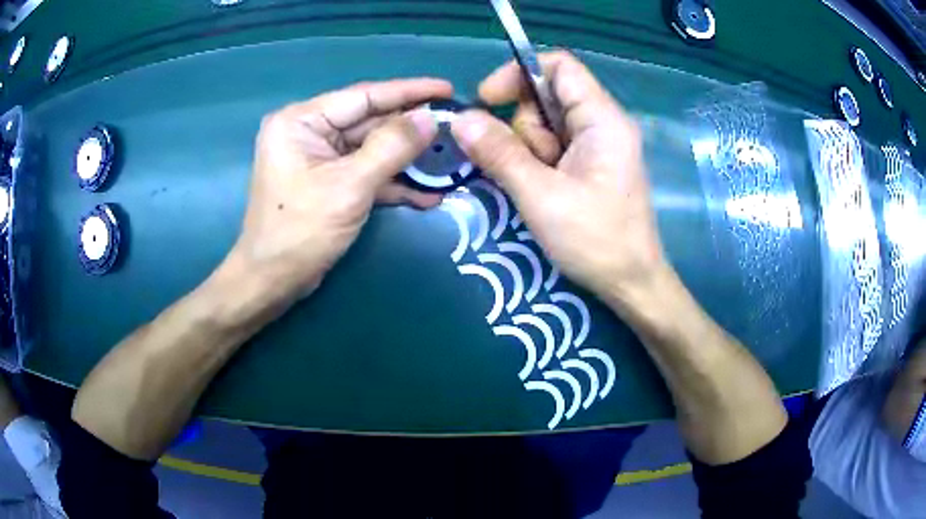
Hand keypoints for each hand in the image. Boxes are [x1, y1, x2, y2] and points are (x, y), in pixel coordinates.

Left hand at [227, 79, 452, 303]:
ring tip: (449, 159)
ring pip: (372, 149)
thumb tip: (430, 119)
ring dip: (407, 159)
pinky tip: (427, 194)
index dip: (409, 91)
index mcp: (302, 121)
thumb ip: (391, 147)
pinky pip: (365, 172)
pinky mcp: (328, 181)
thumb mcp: (349, 186)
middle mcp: (309, 132)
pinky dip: (392, 182)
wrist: (272, 281)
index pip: (364, 96)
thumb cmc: (300, 230)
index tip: (447, 88)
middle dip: (411, 129)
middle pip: (369, 121)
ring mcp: (319, 158)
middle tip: (454, 126)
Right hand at [450, 51, 666, 308]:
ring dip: (529, 151)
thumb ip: (499, 153)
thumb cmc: (596, 241)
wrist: (631, 284)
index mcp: (602, 119)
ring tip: (541, 189)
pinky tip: (542, 192)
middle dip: (524, 127)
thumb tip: (459, 119)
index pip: (559, 65)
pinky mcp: (590, 165)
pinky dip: (536, 164)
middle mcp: (603, 123)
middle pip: (546, 96)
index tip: (487, 100)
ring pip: (545, 125)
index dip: (519, 73)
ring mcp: (597, 145)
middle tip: (528, 168)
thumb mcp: (541, 196)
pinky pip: (552, 148)